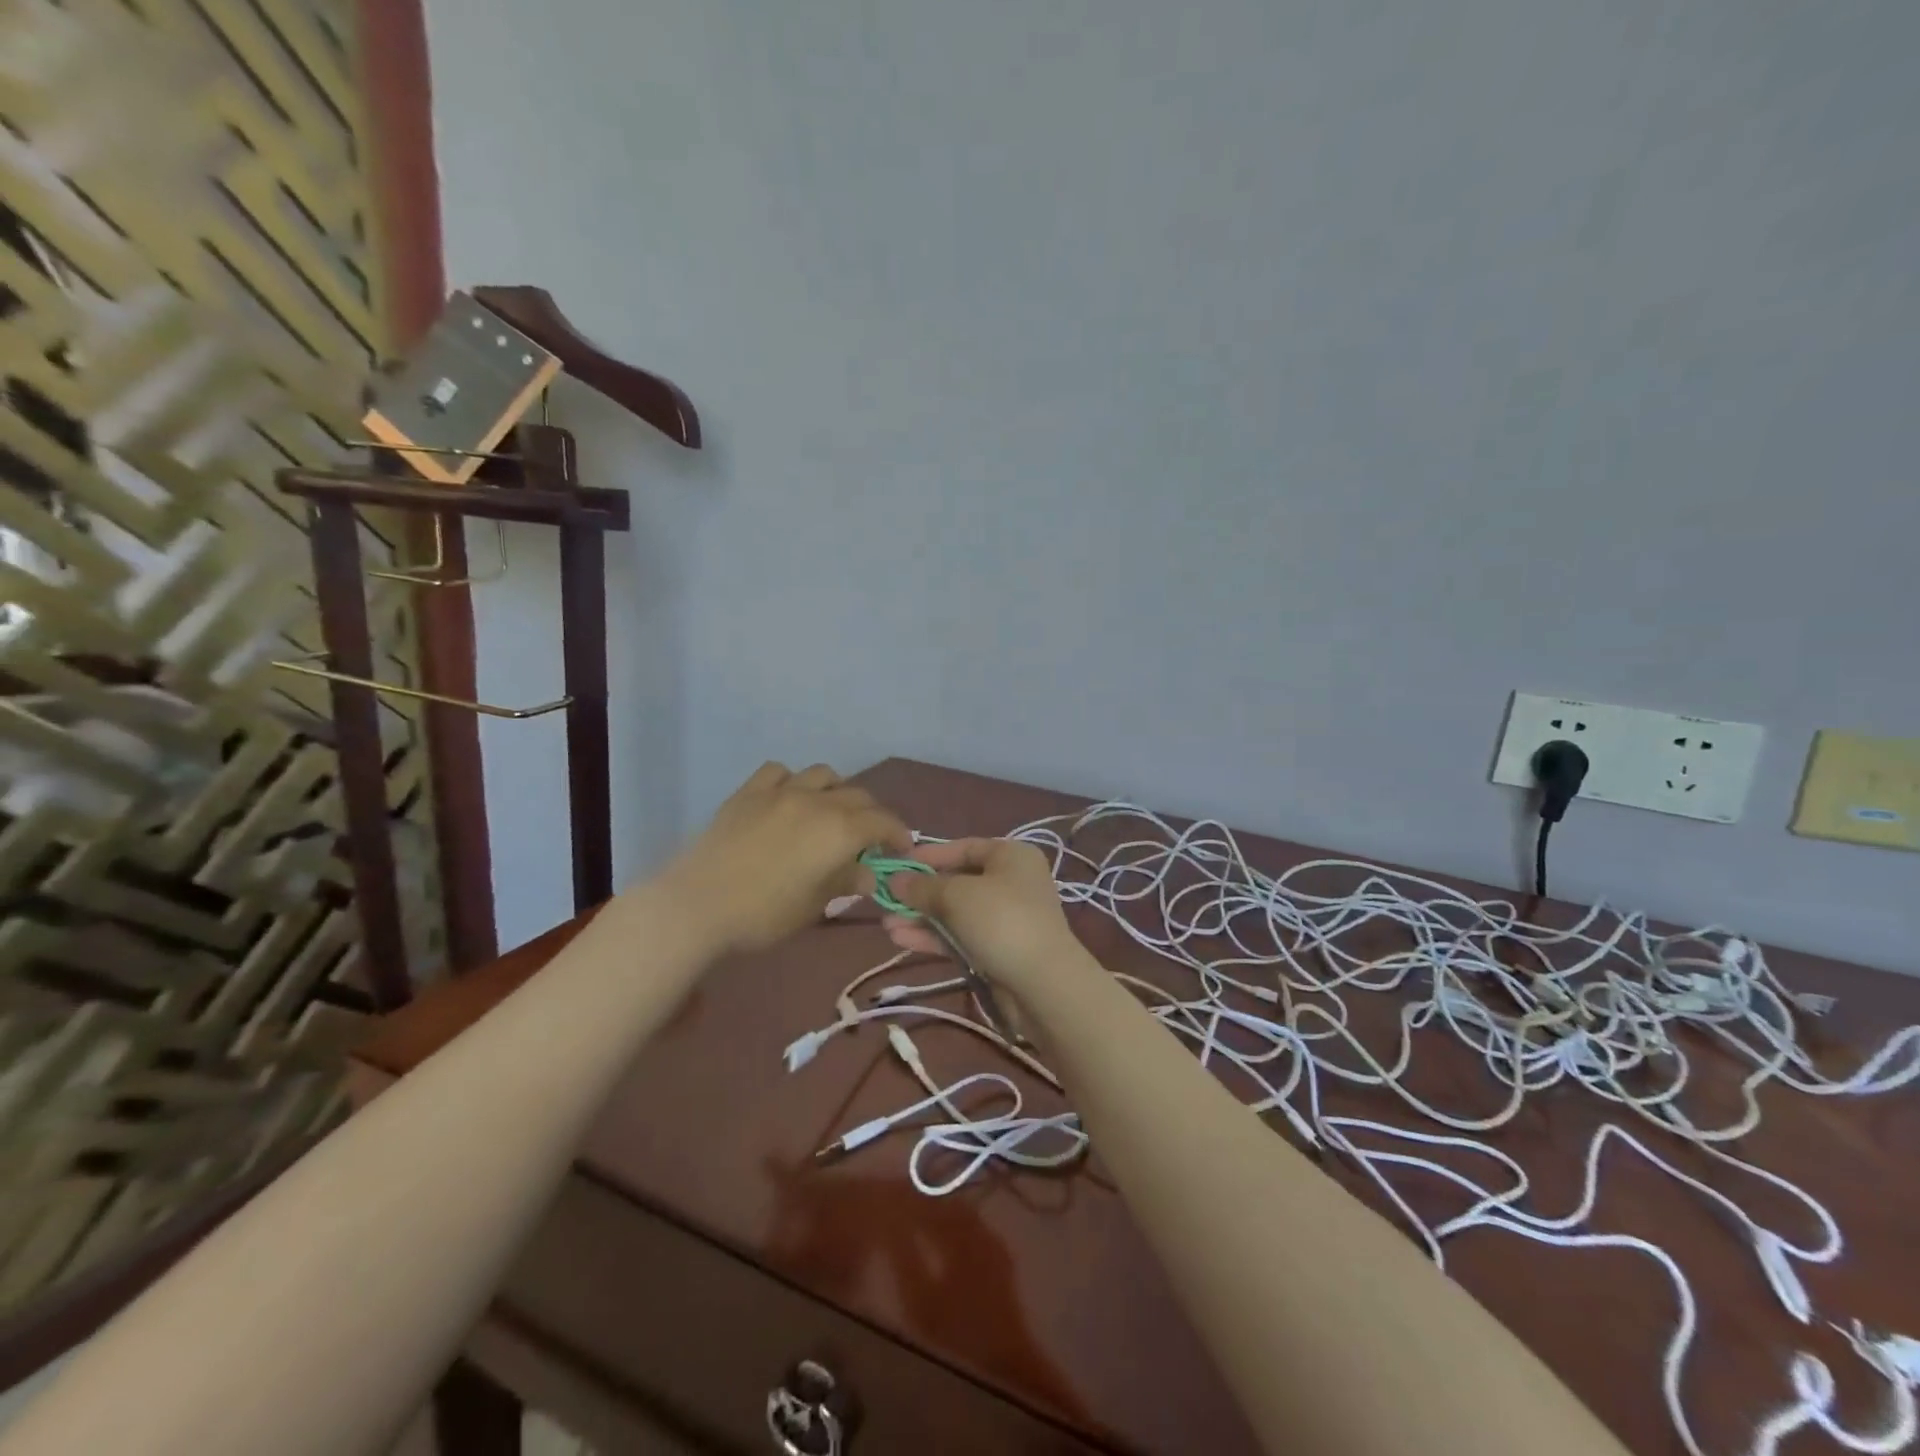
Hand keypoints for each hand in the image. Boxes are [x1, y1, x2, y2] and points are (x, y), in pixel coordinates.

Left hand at [664, 763, 909, 955]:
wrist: (699, 904)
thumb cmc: (764, 914)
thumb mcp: (814, 905)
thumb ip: (845, 882)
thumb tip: (868, 874)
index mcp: (840, 830)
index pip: (883, 822)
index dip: (898, 833)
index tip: (902, 848)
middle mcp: (818, 801)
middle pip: (858, 796)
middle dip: (871, 815)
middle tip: (868, 838)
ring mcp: (782, 791)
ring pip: (823, 775)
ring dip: (836, 790)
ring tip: (831, 811)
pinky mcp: (749, 792)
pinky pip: (780, 772)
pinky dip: (793, 782)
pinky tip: (787, 799)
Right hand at [880, 838, 1082, 992]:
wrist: (1043, 984)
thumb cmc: (1001, 921)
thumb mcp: (956, 896)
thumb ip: (922, 887)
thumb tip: (895, 880)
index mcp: (1011, 856)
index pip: (964, 847)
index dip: (929, 856)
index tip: (897, 865)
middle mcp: (1012, 882)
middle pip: (958, 881)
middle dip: (921, 892)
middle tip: (886, 899)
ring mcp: (1007, 918)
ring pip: (956, 913)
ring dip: (922, 917)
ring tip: (887, 925)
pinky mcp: (999, 950)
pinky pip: (961, 937)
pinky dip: (934, 937)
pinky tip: (902, 940)